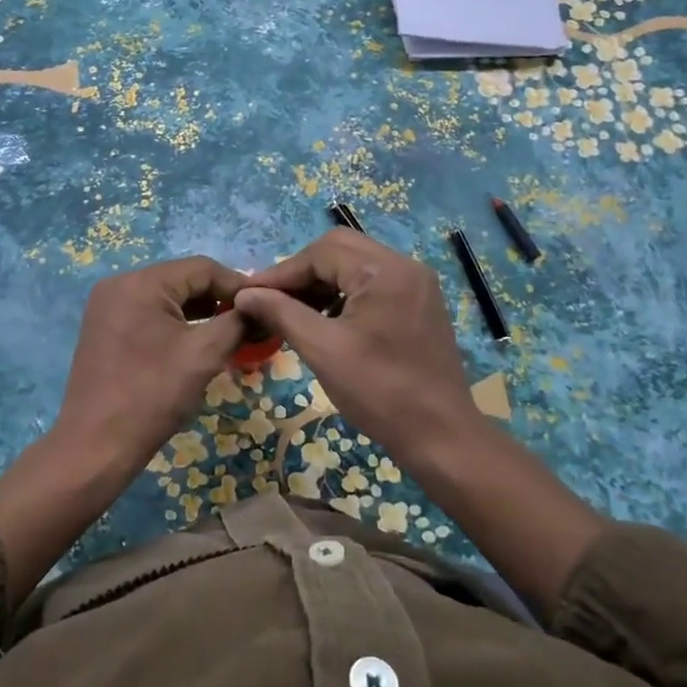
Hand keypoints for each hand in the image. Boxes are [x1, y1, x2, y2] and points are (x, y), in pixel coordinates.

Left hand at [0, 255, 248, 604]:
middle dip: (218, 299)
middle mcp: (119, 284)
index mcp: (141, 282)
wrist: (96, 446)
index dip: (238, 284)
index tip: (265, 306)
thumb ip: (236, 321)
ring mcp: (106, 306)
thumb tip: (258, 306)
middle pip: (182, 279)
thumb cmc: (153, 395)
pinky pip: (147, 313)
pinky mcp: (103, 328)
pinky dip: (174, 323)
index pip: (202, 268)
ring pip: (165, 297)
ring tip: (227, 333)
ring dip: (198, 312)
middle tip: (249, 322)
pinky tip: (194, 343)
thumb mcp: (205, 355)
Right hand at [234, 229, 481, 470]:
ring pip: (356, 265)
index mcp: (385, 270)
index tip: (248, 294)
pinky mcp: (419, 303)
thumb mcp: (323, 350)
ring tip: (292, 312)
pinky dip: (344, 294)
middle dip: (301, 273)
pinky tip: (325, 320)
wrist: (441, 437)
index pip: (321, 252)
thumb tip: (244, 294)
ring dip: (321, 283)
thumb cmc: (379, 392)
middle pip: (339, 249)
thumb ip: (281, 313)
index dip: (281, 273)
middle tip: (271, 300)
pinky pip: (373, 283)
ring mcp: (417, 284)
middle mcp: (405, 266)